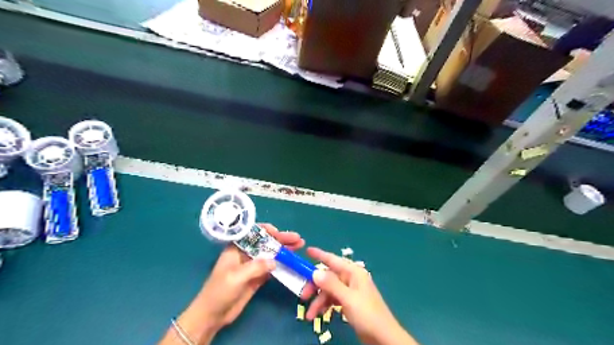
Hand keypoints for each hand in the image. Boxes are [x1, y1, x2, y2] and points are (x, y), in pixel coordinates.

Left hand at [202, 223, 305, 327]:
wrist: (213, 315)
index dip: (266, 230)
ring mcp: (253, 265)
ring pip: (271, 254)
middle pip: (266, 242)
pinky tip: (292, 262)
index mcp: (237, 248)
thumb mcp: (236, 277)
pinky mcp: (258, 277)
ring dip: (284, 250)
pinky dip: (282, 264)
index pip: (253, 233)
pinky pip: (272, 267)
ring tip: (299, 246)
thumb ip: (256, 267)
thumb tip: (275, 261)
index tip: (278, 232)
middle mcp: (246, 253)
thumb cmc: (219, 291)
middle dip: (281, 239)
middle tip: (297, 239)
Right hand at [306, 248, 419, 344]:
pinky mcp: (350, 303)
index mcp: (353, 273)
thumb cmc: (367, 314)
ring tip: (310, 315)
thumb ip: (331, 284)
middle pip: (328, 277)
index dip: (319, 255)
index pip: (333, 260)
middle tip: (303, 296)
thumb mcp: (348, 299)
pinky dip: (325, 305)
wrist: (383, 337)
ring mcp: (350, 291)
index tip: (306, 251)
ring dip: (318, 301)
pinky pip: (333, 299)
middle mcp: (351, 279)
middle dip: (315, 286)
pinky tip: (319, 315)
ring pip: (329, 290)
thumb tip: (315, 271)